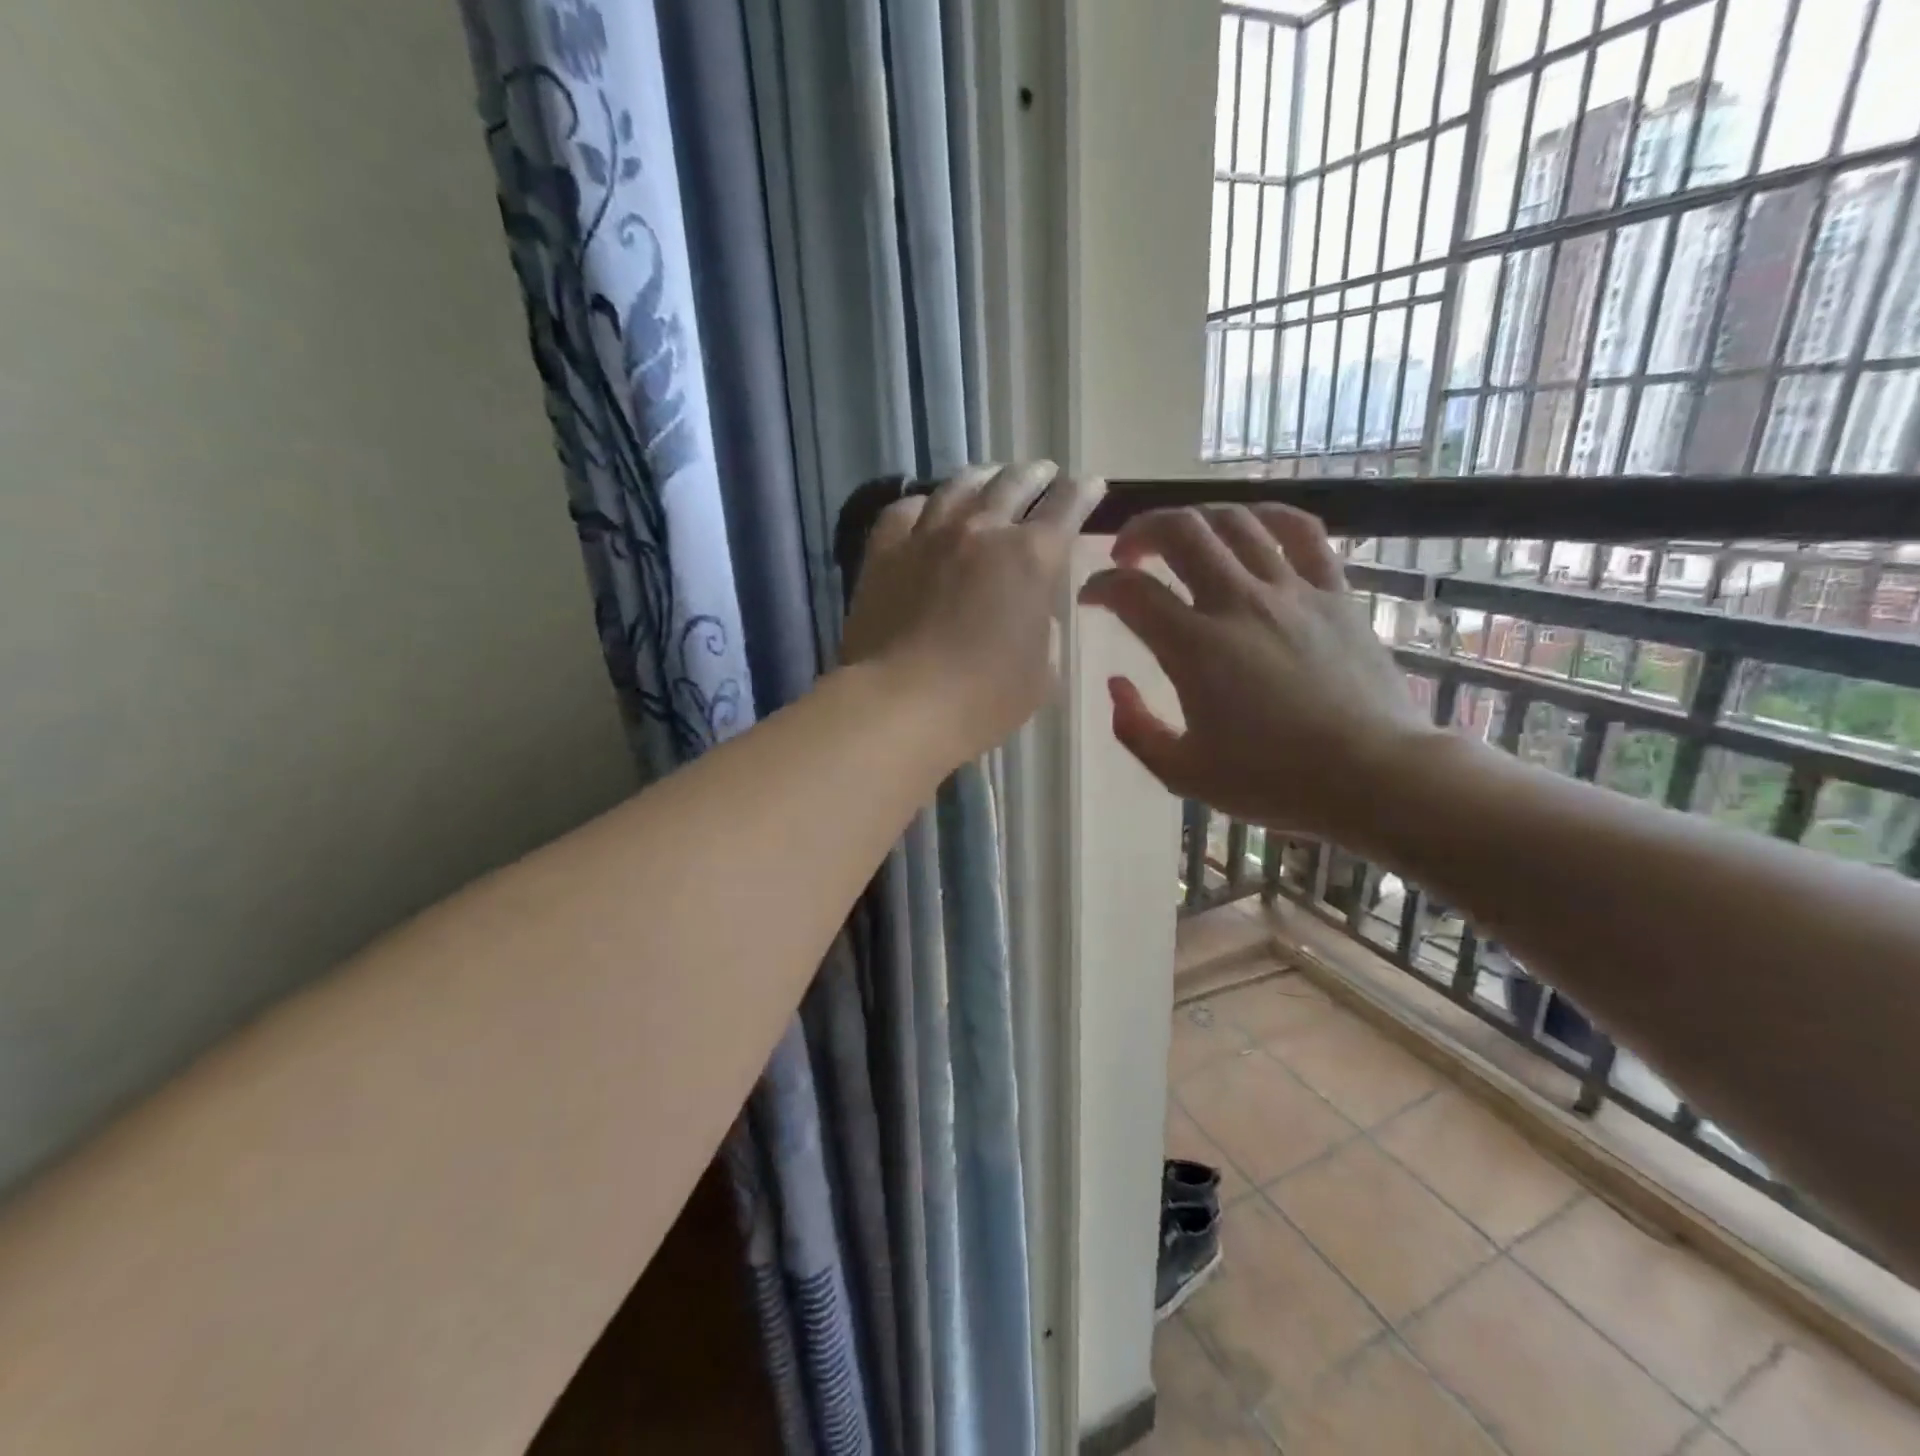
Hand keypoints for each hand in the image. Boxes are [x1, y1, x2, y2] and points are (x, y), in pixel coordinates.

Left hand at [843, 463, 1105, 761]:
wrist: (903, 703)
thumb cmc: (985, 698)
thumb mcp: (1041, 673)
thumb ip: (1044, 631)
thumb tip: (1032, 611)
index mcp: (1032, 557)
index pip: (1067, 507)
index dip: (1083, 493)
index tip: (1090, 486)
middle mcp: (982, 530)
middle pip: (1014, 484)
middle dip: (1036, 475)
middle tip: (1044, 474)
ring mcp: (929, 535)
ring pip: (960, 486)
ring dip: (984, 476)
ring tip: (991, 476)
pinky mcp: (885, 551)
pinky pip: (905, 510)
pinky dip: (924, 503)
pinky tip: (927, 507)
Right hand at [1078, 504, 1439, 836]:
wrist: (1372, 776)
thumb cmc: (1273, 781)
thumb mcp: (1182, 773)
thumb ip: (1135, 729)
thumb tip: (1117, 686)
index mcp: (1195, 648)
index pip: (1131, 591)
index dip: (1099, 586)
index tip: (1090, 597)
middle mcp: (1238, 603)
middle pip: (1180, 531)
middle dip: (1141, 531)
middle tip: (1128, 555)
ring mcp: (1291, 591)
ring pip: (1235, 521)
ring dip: (1195, 519)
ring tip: (1181, 539)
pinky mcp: (1333, 592)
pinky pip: (1301, 531)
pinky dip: (1267, 515)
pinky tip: (1250, 525)